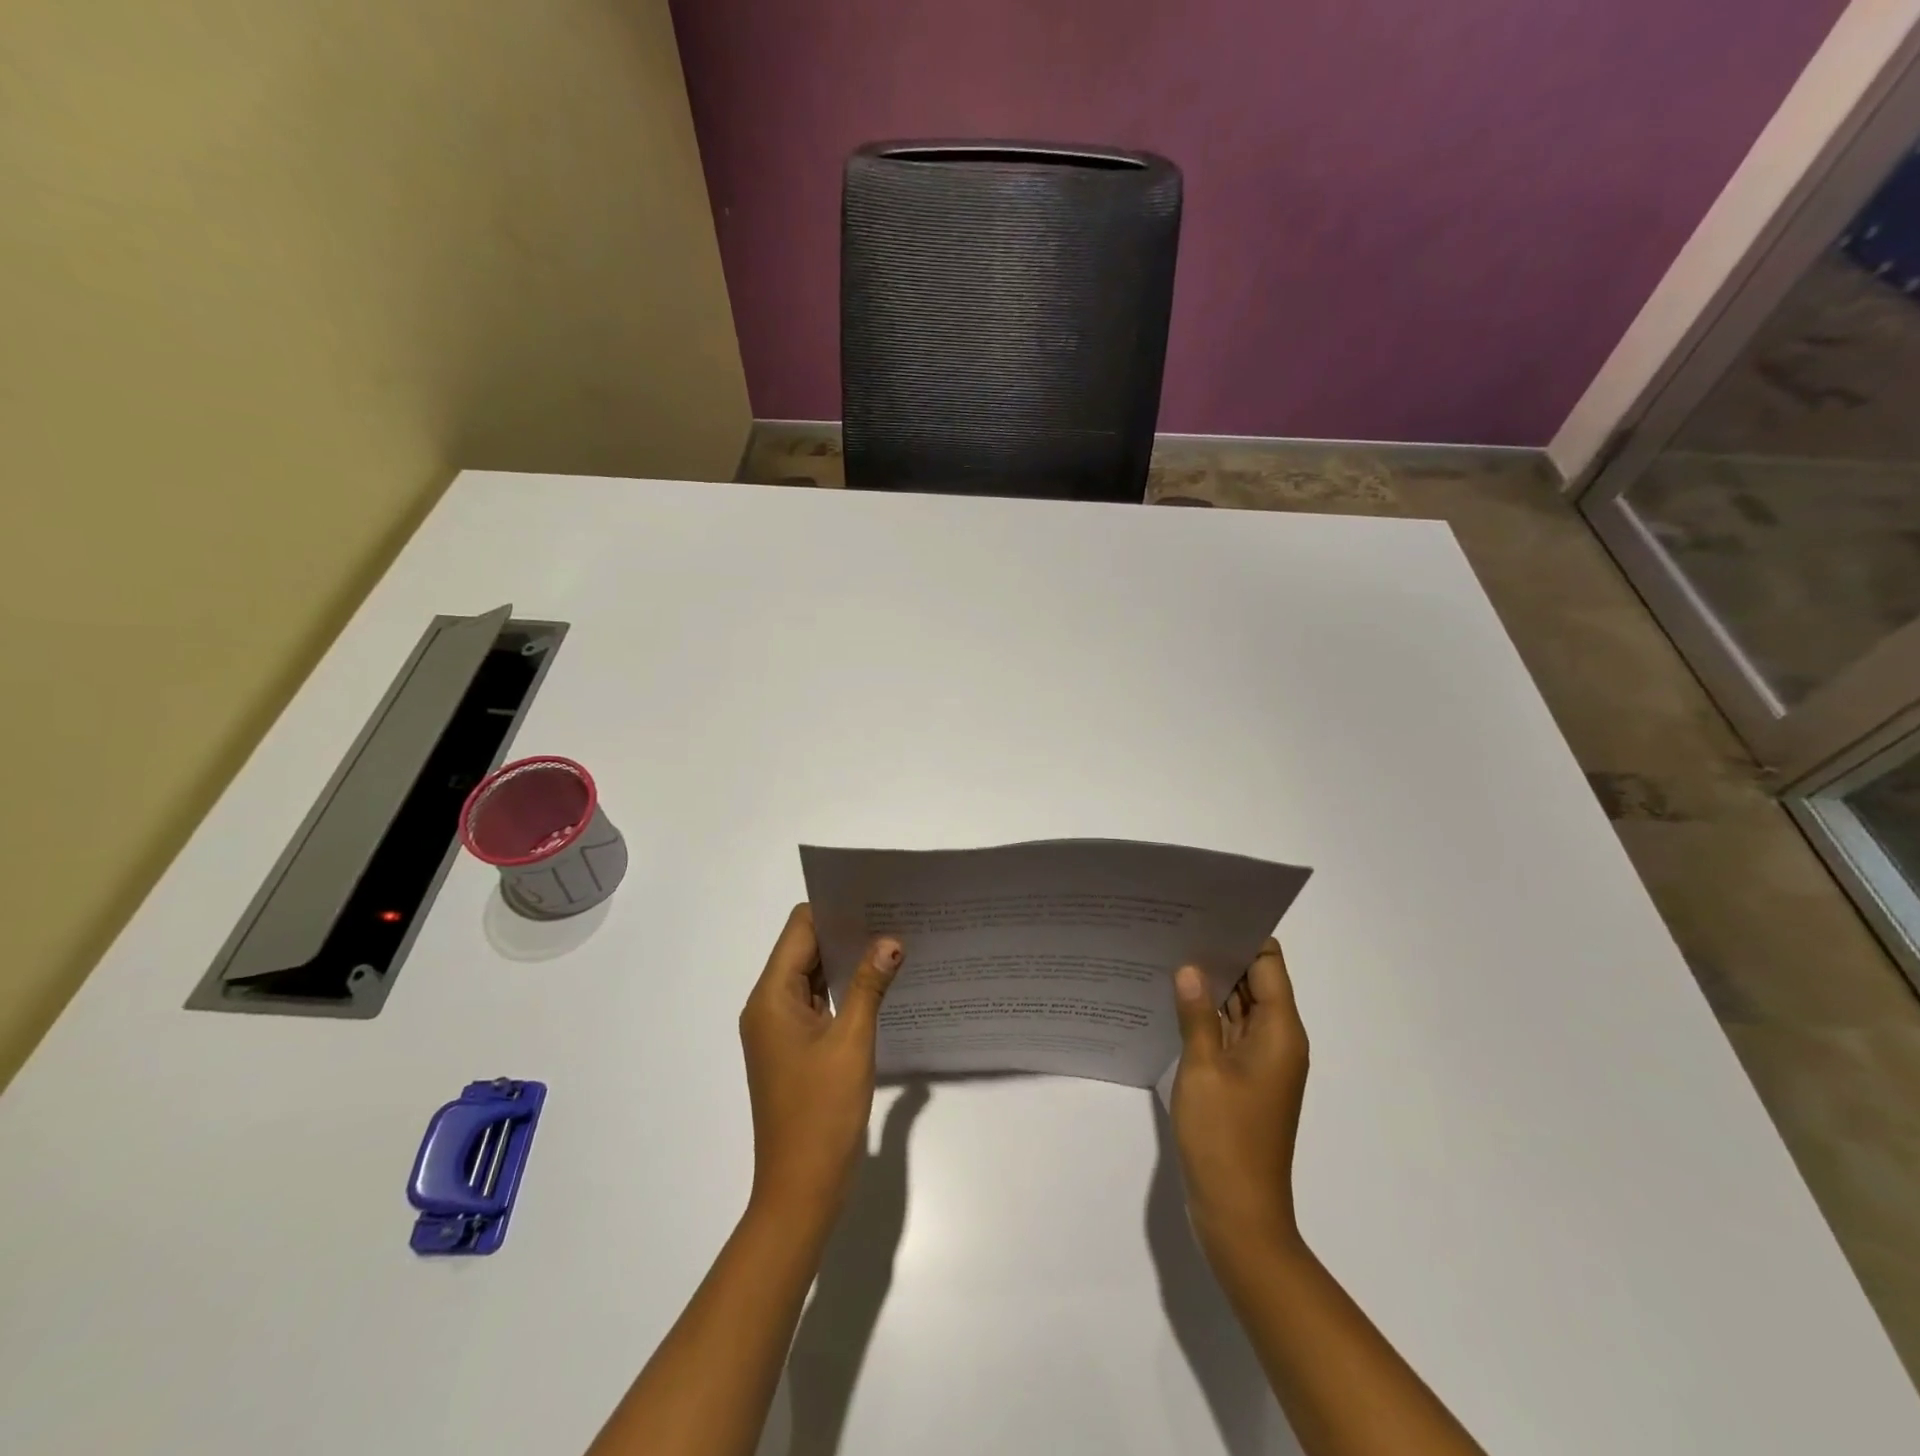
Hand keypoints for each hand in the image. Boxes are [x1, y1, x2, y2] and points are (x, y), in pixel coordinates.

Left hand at [739, 904, 903, 1224]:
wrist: (800, 1190)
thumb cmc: (821, 1112)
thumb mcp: (852, 1042)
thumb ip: (870, 985)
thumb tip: (890, 940)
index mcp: (771, 997)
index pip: (799, 929)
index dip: (833, 910)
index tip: (873, 898)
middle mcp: (768, 1006)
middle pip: (804, 950)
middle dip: (845, 933)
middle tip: (892, 917)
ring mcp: (779, 1029)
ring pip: (812, 977)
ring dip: (846, 962)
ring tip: (892, 943)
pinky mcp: (794, 1049)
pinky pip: (817, 1003)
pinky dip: (843, 990)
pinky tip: (879, 984)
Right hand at [1169, 938, 1308, 1259]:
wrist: (1239, 1216)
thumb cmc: (1225, 1138)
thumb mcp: (1203, 1068)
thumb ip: (1196, 1015)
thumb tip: (1190, 968)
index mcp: (1280, 1032)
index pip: (1268, 965)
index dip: (1242, 935)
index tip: (1205, 911)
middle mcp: (1277, 1041)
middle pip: (1254, 983)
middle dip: (1220, 955)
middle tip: (1174, 926)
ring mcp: (1260, 1063)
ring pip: (1239, 1009)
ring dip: (1210, 986)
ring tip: (1167, 953)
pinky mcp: (1243, 1081)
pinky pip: (1228, 1034)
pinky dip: (1206, 1016)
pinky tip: (1171, 1000)